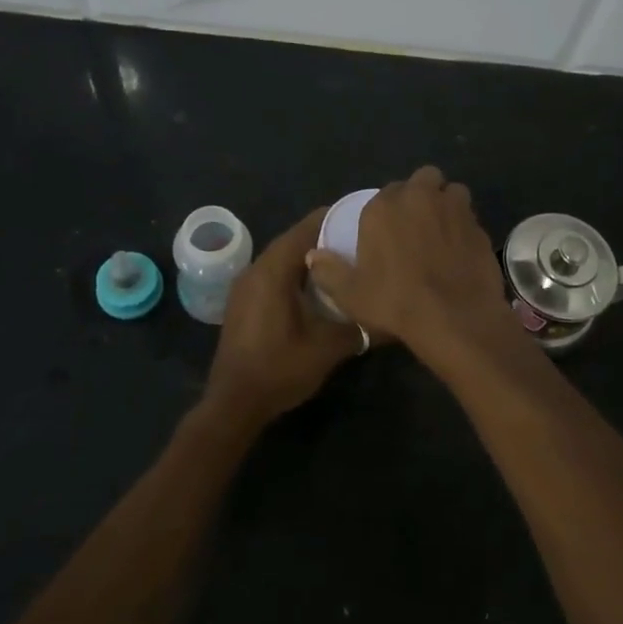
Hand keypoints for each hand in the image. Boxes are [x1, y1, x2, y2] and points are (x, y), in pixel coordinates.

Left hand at [203, 208, 362, 426]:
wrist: (234, 403)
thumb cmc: (280, 369)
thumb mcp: (328, 348)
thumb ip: (359, 326)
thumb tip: (388, 316)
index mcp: (274, 270)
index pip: (306, 228)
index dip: (335, 219)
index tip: (363, 220)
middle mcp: (255, 269)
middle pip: (294, 240)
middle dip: (325, 238)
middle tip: (359, 243)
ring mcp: (245, 286)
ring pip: (283, 258)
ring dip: (310, 258)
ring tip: (343, 263)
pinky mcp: (243, 302)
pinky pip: (273, 275)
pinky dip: (295, 274)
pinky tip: (317, 290)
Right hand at [305, 165, 514, 358]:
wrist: (454, 317)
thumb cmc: (395, 302)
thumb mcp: (351, 294)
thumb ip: (329, 271)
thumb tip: (313, 256)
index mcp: (385, 207)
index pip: (385, 192)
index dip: (388, 209)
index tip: (388, 230)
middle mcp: (421, 197)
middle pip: (424, 178)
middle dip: (422, 193)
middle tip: (417, 223)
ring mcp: (456, 209)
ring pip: (453, 192)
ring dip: (447, 204)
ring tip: (442, 230)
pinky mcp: (480, 228)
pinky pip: (471, 219)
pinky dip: (465, 229)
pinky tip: (461, 253)